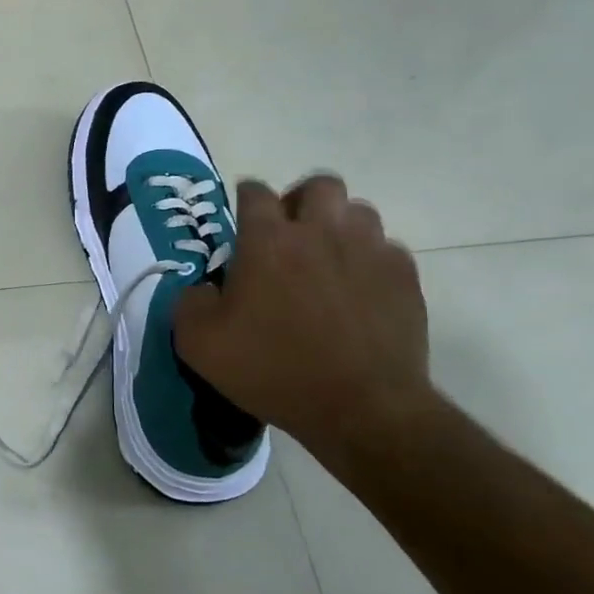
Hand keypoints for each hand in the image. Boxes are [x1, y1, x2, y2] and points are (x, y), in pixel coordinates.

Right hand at [173, 174, 432, 464]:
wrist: (360, 408)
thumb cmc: (271, 370)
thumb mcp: (198, 343)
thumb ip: (189, 302)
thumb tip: (205, 288)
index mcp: (267, 241)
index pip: (255, 193)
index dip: (245, 198)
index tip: (241, 216)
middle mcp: (320, 232)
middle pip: (319, 185)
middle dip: (300, 199)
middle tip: (289, 232)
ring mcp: (369, 252)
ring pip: (358, 211)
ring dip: (338, 226)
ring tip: (326, 258)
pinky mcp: (404, 278)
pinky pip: (387, 249)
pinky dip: (369, 260)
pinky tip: (358, 290)